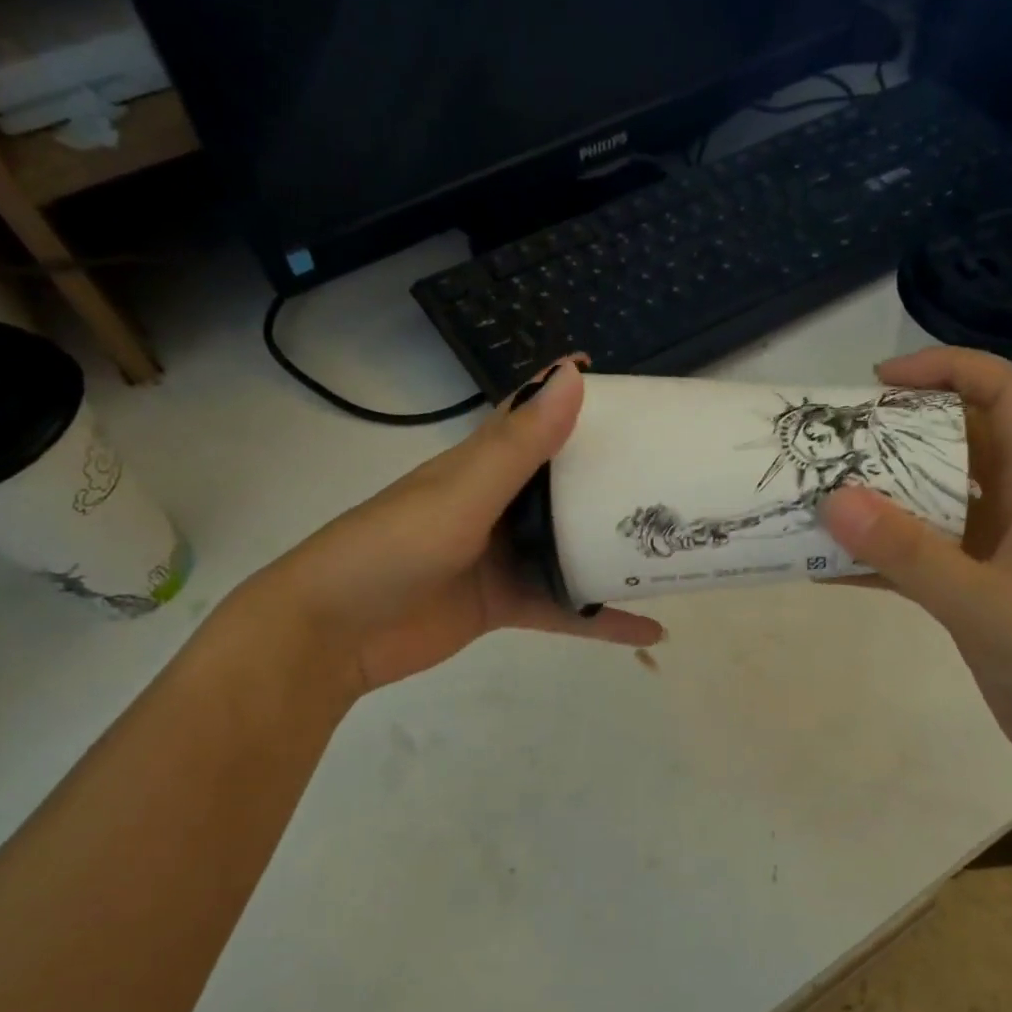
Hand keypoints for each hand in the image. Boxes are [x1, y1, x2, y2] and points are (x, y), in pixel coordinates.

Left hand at [252, 360, 662, 695]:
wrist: (332, 635)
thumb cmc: (391, 550)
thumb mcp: (460, 495)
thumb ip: (518, 445)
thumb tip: (572, 376)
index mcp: (481, 465)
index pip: (535, 418)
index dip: (578, 399)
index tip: (638, 394)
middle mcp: (496, 504)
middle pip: (565, 484)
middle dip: (614, 477)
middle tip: (678, 473)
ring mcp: (501, 556)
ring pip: (570, 546)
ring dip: (615, 548)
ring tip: (676, 547)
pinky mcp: (503, 604)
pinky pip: (563, 607)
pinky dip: (601, 619)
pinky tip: (649, 627)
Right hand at [819, 347, 1011, 778]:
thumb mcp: (985, 604)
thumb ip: (910, 554)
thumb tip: (834, 500)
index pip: (1009, 398)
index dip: (952, 370)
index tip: (883, 381)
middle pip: (963, 445)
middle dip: (901, 433)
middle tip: (837, 441)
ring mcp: (999, 555)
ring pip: (936, 504)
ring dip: (884, 498)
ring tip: (823, 495)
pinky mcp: (979, 596)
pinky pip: (923, 560)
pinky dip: (881, 559)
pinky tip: (830, 568)